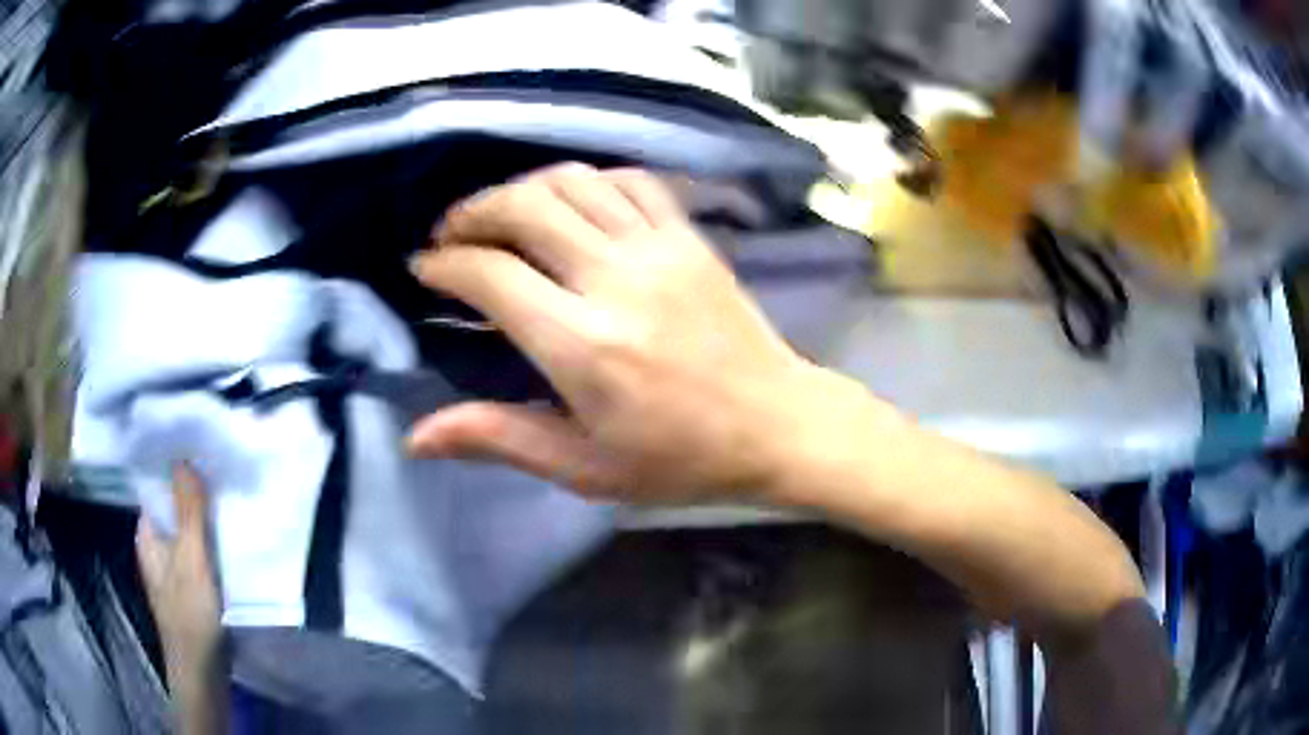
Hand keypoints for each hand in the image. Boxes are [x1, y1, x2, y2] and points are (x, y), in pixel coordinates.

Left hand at [136, 464, 222, 686]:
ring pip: (188, 532)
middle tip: (221, 473)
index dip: (176, 469)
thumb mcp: (190, 560)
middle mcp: (156, 546)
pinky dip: (212, 543)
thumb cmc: (189, 614)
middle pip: (174, 509)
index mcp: (147, 534)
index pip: (157, 488)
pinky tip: (230, 539)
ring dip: (206, 519)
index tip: (200, 450)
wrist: (201, 672)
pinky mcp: (190, 586)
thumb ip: (188, 512)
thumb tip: (184, 456)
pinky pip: (199, 552)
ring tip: (230, 500)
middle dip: (195, 493)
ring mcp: (173, 568)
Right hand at [407, 163, 867, 502]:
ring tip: (499, 216)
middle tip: (450, 236)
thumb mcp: (583, 467)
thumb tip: (417, 435)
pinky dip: (587, 181)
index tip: (424, 270)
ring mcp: (659, 248)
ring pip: (572, 182)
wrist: (777, 425)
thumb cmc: (679, 459)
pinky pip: (630, 181)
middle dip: (472, 212)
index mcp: (583, 346)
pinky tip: (571, 204)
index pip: (491, 275)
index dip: (445, 265)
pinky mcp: (690, 237)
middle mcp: (616, 280)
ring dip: (522, 189)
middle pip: (525, 207)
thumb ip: (497, 438)